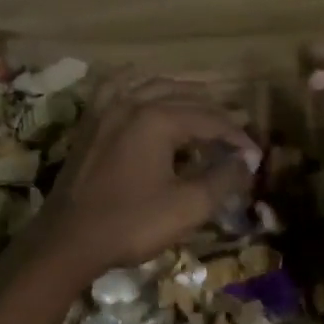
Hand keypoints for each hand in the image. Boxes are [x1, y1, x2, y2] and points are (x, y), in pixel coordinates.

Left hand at [34, 74, 259, 279]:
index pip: (210, 120)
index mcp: (158, 119)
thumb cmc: (131, 224)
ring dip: (182, 92)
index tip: (256, 156)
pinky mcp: (89, 124)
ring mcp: (106, 110)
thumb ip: (223, 179)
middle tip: (236, 131)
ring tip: (203, 103)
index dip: (237, 137)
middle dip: (215, 113)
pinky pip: (115, 87)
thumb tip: (247, 161)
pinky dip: (136, 82)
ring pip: (151, 85)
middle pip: (184, 97)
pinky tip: (142, 82)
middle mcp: (132, 103)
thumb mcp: (187, 207)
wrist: (68, 241)